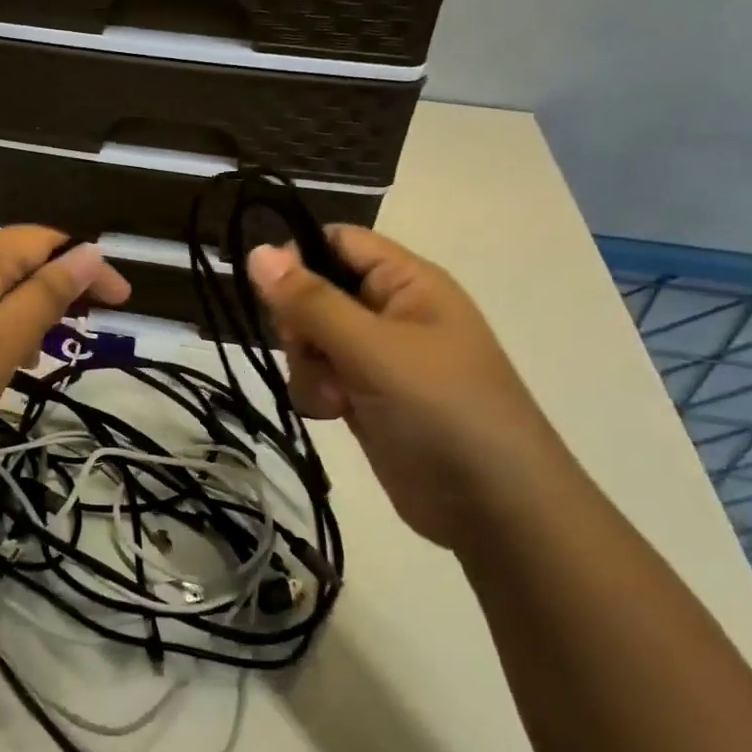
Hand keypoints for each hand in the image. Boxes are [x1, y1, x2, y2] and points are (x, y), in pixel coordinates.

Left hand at [0, 226, 129, 478]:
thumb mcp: (4, 338)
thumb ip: (50, 292)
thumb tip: (91, 249)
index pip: (50, 242)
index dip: (90, 268)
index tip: (122, 305)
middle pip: (23, 260)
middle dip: (60, 292)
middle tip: (88, 332)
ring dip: (31, 314)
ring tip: (47, 355)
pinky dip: (0, 328)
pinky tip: (5, 363)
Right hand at [247, 227, 572, 550]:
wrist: (495, 510)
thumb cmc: (443, 410)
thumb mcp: (373, 349)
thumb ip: (311, 301)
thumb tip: (256, 251)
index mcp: (407, 282)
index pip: (338, 242)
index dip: (299, 258)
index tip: (274, 294)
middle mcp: (391, 312)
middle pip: (316, 292)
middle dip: (300, 324)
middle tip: (308, 351)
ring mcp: (378, 357)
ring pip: (311, 338)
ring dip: (308, 365)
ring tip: (333, 398)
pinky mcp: (367, 396)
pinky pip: (320, 376)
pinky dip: (316, 393)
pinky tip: (333, 415)